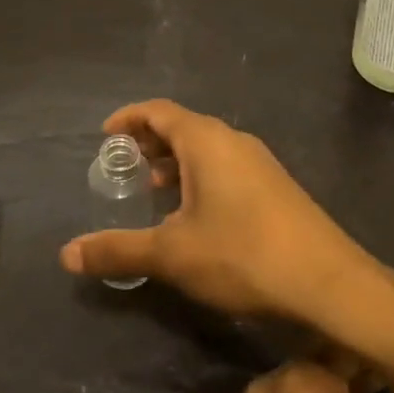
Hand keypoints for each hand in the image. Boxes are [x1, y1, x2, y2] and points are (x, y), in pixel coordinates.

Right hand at [59, 99, 376, 323]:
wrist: (327, 281)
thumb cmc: (242, 254)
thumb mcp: (172, 254)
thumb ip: (119, 250)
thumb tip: (67, 254)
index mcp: (206, 140)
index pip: (159, 111)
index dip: (130, 118)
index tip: (105, 134)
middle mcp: (233, 140)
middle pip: (184, 126)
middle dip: (151, 141)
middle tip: (124, 163)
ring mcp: (259, 161)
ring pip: (207, 148)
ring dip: (177, 161)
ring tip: (154, 189)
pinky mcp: (275, 186)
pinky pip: (226, 166)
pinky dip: (200, 176)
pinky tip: (195, 213)